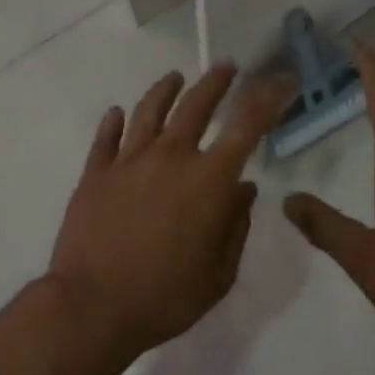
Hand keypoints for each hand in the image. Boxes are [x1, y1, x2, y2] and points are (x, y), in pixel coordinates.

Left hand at [46, 63, 289, 356]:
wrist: (93, 307)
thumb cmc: (166, 297)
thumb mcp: (219, 274)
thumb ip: (235, 226)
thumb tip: (244, 190)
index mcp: (209, 180)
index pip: (247, 125)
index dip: (268, 98)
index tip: (281, 81)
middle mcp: (171, 157)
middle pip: (196, 105)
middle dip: (216, 81)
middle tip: (226, 66)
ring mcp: (129, 161)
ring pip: (150, 110)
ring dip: (166, 89)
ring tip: (175, 77)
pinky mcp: (96, 173)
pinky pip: (106, 138)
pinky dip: (113, 122)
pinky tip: (117, 113)